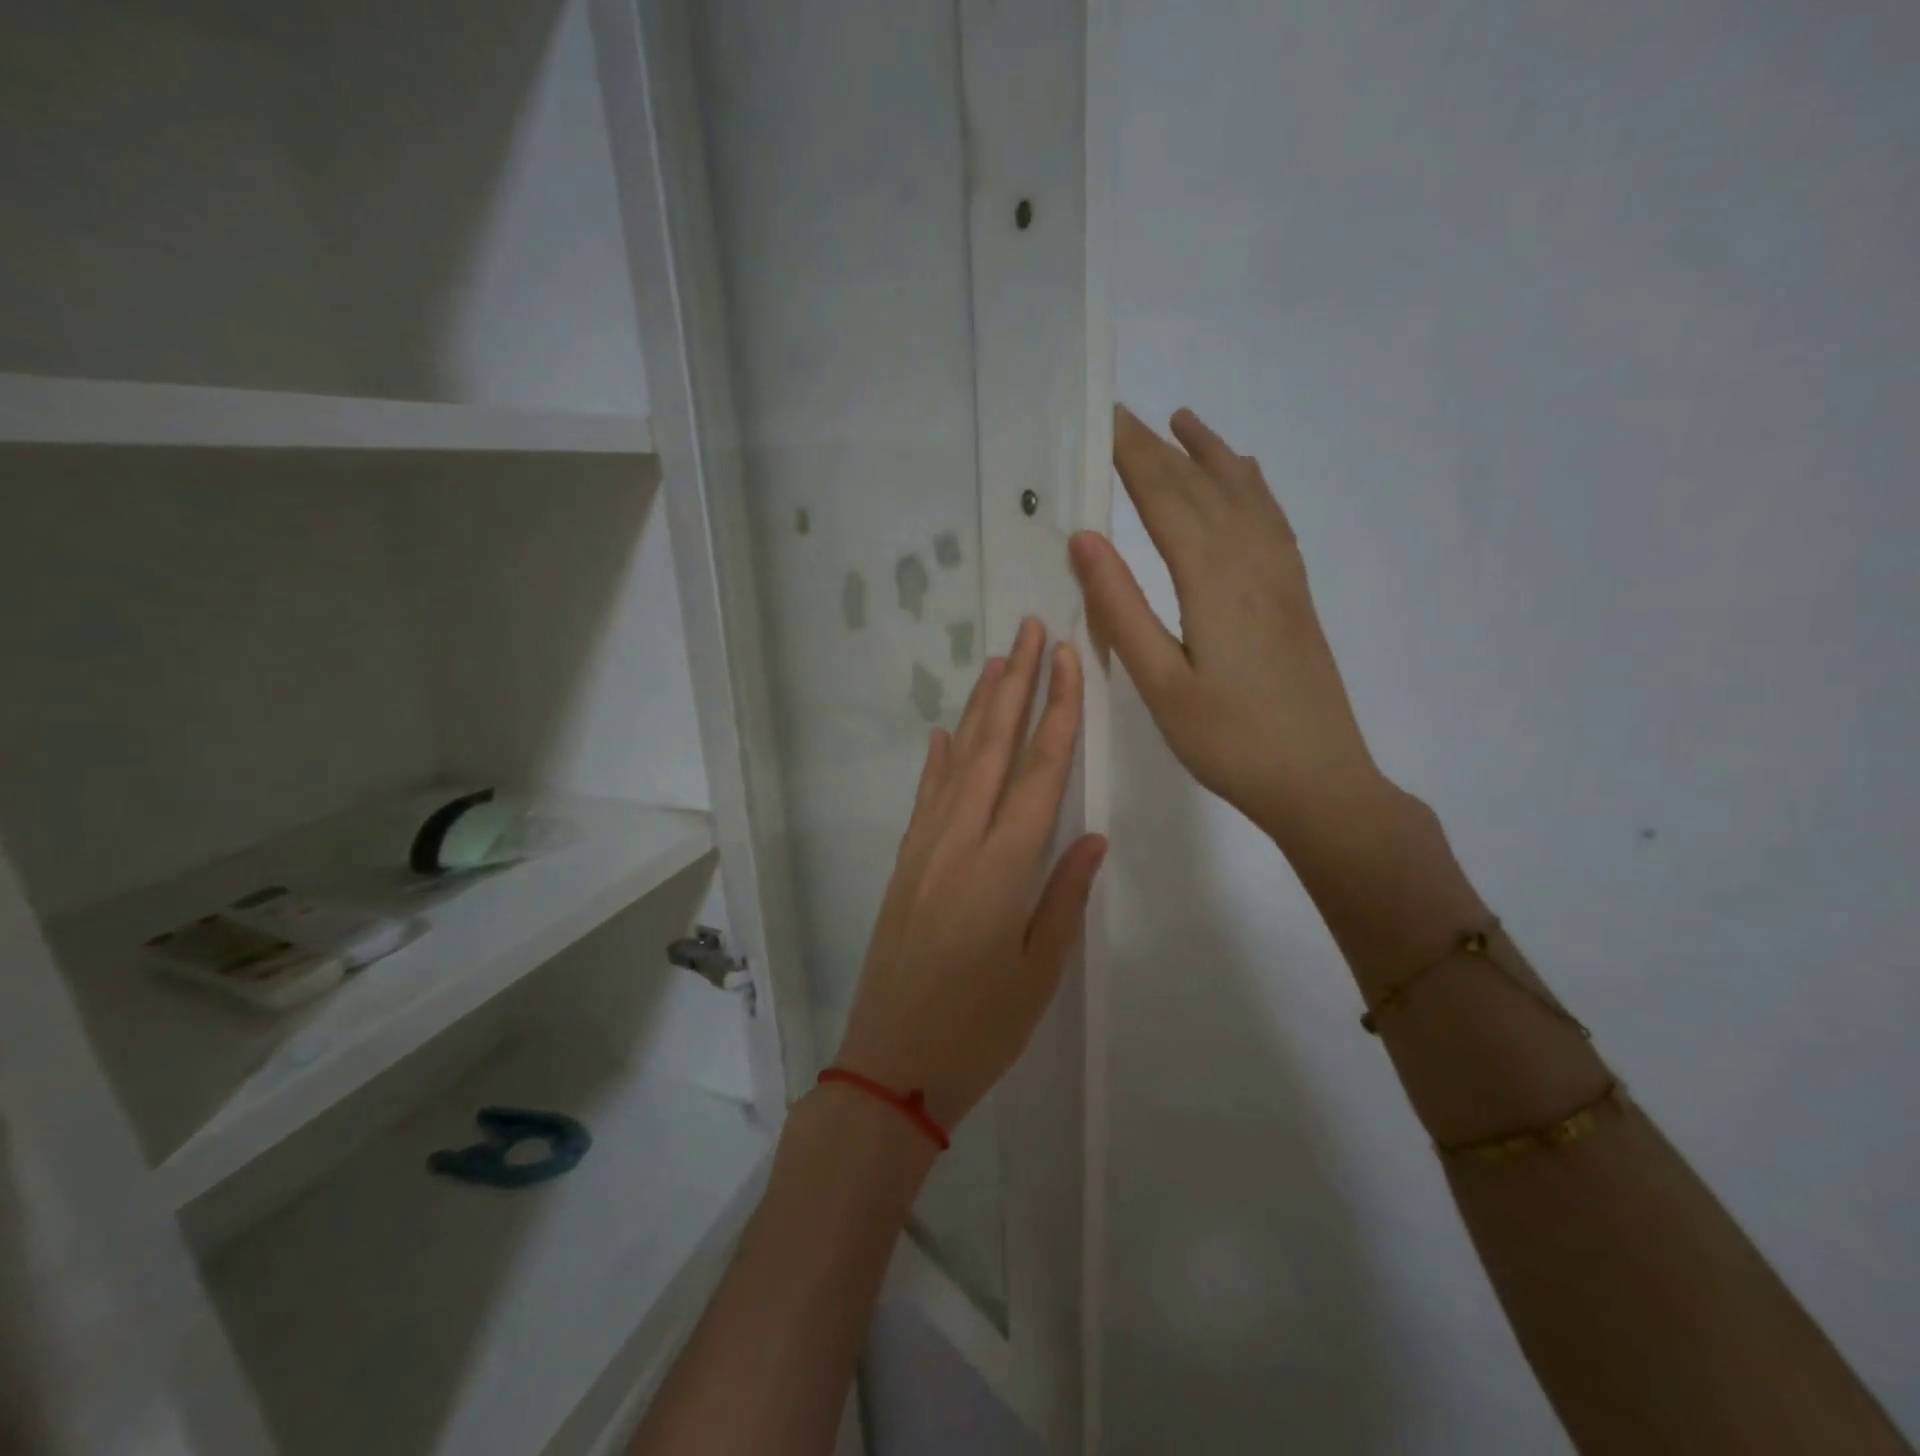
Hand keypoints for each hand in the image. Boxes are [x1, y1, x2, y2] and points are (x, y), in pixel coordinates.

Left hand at [833, 619, 1106, 1130]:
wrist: (889, 1065)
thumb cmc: (978, 1030)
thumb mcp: (1038, 972)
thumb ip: (1064, 896)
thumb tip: (1091, 835)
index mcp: (1003, 867)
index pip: (1040, 771)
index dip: (1059, 711)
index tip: (1069, 660)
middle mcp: (960, 842)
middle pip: (993, 748)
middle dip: (1016, 685)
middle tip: (1032, 630)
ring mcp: (924, 850)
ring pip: (956, 762)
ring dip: (978, 710)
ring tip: (997, 662)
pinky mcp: (903, 866)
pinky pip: (924, 798)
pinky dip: (935, 760)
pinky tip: (942, 733)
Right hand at [1070, 405, 1386, 841]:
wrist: (1319, 781)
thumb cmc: (1229, 741)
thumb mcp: (1160, 685)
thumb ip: (1122, 609)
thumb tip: (1085, 539)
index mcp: (1212, 580)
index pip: (1165, 497)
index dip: (1132, 456)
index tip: (1102, 420)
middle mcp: (1251, 561)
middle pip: (1201, 487)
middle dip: (1159, 447)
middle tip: (1123, 414)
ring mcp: (1281, 576)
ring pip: (1244, 494)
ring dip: (1210, 454)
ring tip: (1184, 421)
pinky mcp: (1295, 595)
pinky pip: (1272, 519)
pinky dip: (1251, 486)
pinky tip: (1244, 480)